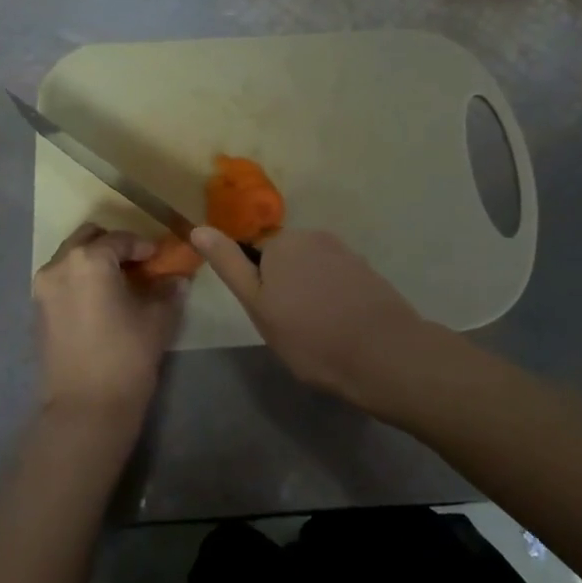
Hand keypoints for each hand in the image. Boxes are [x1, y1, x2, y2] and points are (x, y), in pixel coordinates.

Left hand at [33, 224, 186, 425]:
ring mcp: (43, 288)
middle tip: (137, 265)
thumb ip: (168, 291)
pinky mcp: (37, 311)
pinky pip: (61, 280)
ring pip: (71, 258)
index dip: (144, 246)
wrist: (85, 410)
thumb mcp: (157, 320)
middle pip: (88, 238)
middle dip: (113, 246)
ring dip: (94, 262)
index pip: (121, 239)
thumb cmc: (126, 357)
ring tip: (119, 284)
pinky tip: (101, 302)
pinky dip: (80, 280)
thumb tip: (177, 279)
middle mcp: (59, 265)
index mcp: (89, 259)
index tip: (160, 259)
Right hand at [191, 227, 442, 413]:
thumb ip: (228, 264)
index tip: (270, 317)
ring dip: (310, 293)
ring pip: (312, 271)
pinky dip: (334, 298)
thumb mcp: (257, 305)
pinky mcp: (368, 271)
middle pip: (286, 259)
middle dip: (285, 286)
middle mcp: (314, 236)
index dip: (260, 288)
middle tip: (291, 327)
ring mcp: (345, 251)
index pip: (256, 256)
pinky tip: (342, 326)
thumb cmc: (310, 335)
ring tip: (319, 331)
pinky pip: (338, 280)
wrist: (383, 354)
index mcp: (282, 241)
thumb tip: (198, 228)